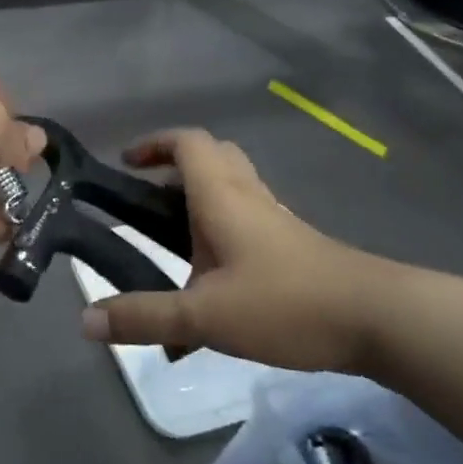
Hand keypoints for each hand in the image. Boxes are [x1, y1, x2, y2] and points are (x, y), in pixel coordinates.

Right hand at [80, 130, 404, 373]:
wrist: (377, 319)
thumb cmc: (286, 303)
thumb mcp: (205, 316)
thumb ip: (145, 318)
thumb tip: (85, 321)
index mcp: (222, 196)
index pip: (187, 143)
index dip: (154, 143)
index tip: (126, 162)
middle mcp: (248, 196)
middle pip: (212, 156)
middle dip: (175, 167)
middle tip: (147, 197)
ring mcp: (274, 219)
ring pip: (232, 185)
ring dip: (199, 197)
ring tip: (171, 238)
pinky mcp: (292, 244)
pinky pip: (248, 217)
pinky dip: (221, 228)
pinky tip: (213, 277)